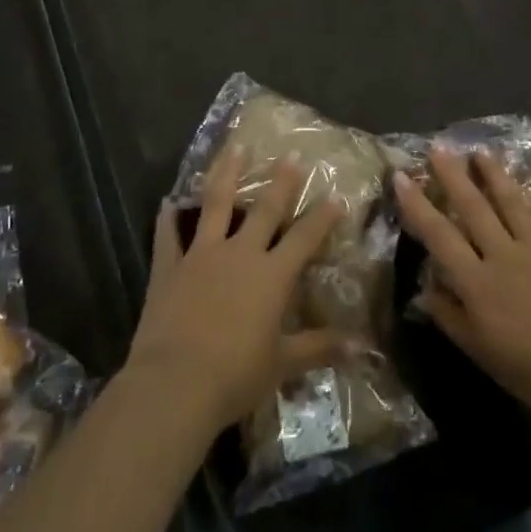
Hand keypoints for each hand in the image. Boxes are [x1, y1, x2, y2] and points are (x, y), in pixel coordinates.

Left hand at [127, 145, 347, 438]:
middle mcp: (240, 254)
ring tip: (235, 148)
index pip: (305, 238)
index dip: (322, 217)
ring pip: (217, 204)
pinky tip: (167, 202)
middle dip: (281, 182)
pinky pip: (168, 235)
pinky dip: (167, 218)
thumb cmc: (235, 375)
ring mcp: (202, 255)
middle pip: (265, 209)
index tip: (337, 196)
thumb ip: (320, 348)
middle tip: (291, 155)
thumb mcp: (283, 364)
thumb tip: (363, 346)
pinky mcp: (169, 266)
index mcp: (272, 275)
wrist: (175, 383)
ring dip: (227, 174)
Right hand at [395, 146, 530, 431]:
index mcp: (477, 281)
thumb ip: (450, 317)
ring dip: (496, 175)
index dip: (417, 205)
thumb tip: (424, 288)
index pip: (439, 235)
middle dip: (453, 176)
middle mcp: (504, 255)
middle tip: (439, 147)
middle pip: (474, 208)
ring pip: (513, 204)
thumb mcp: (480, 352)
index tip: (401, 176)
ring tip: (482, 151)